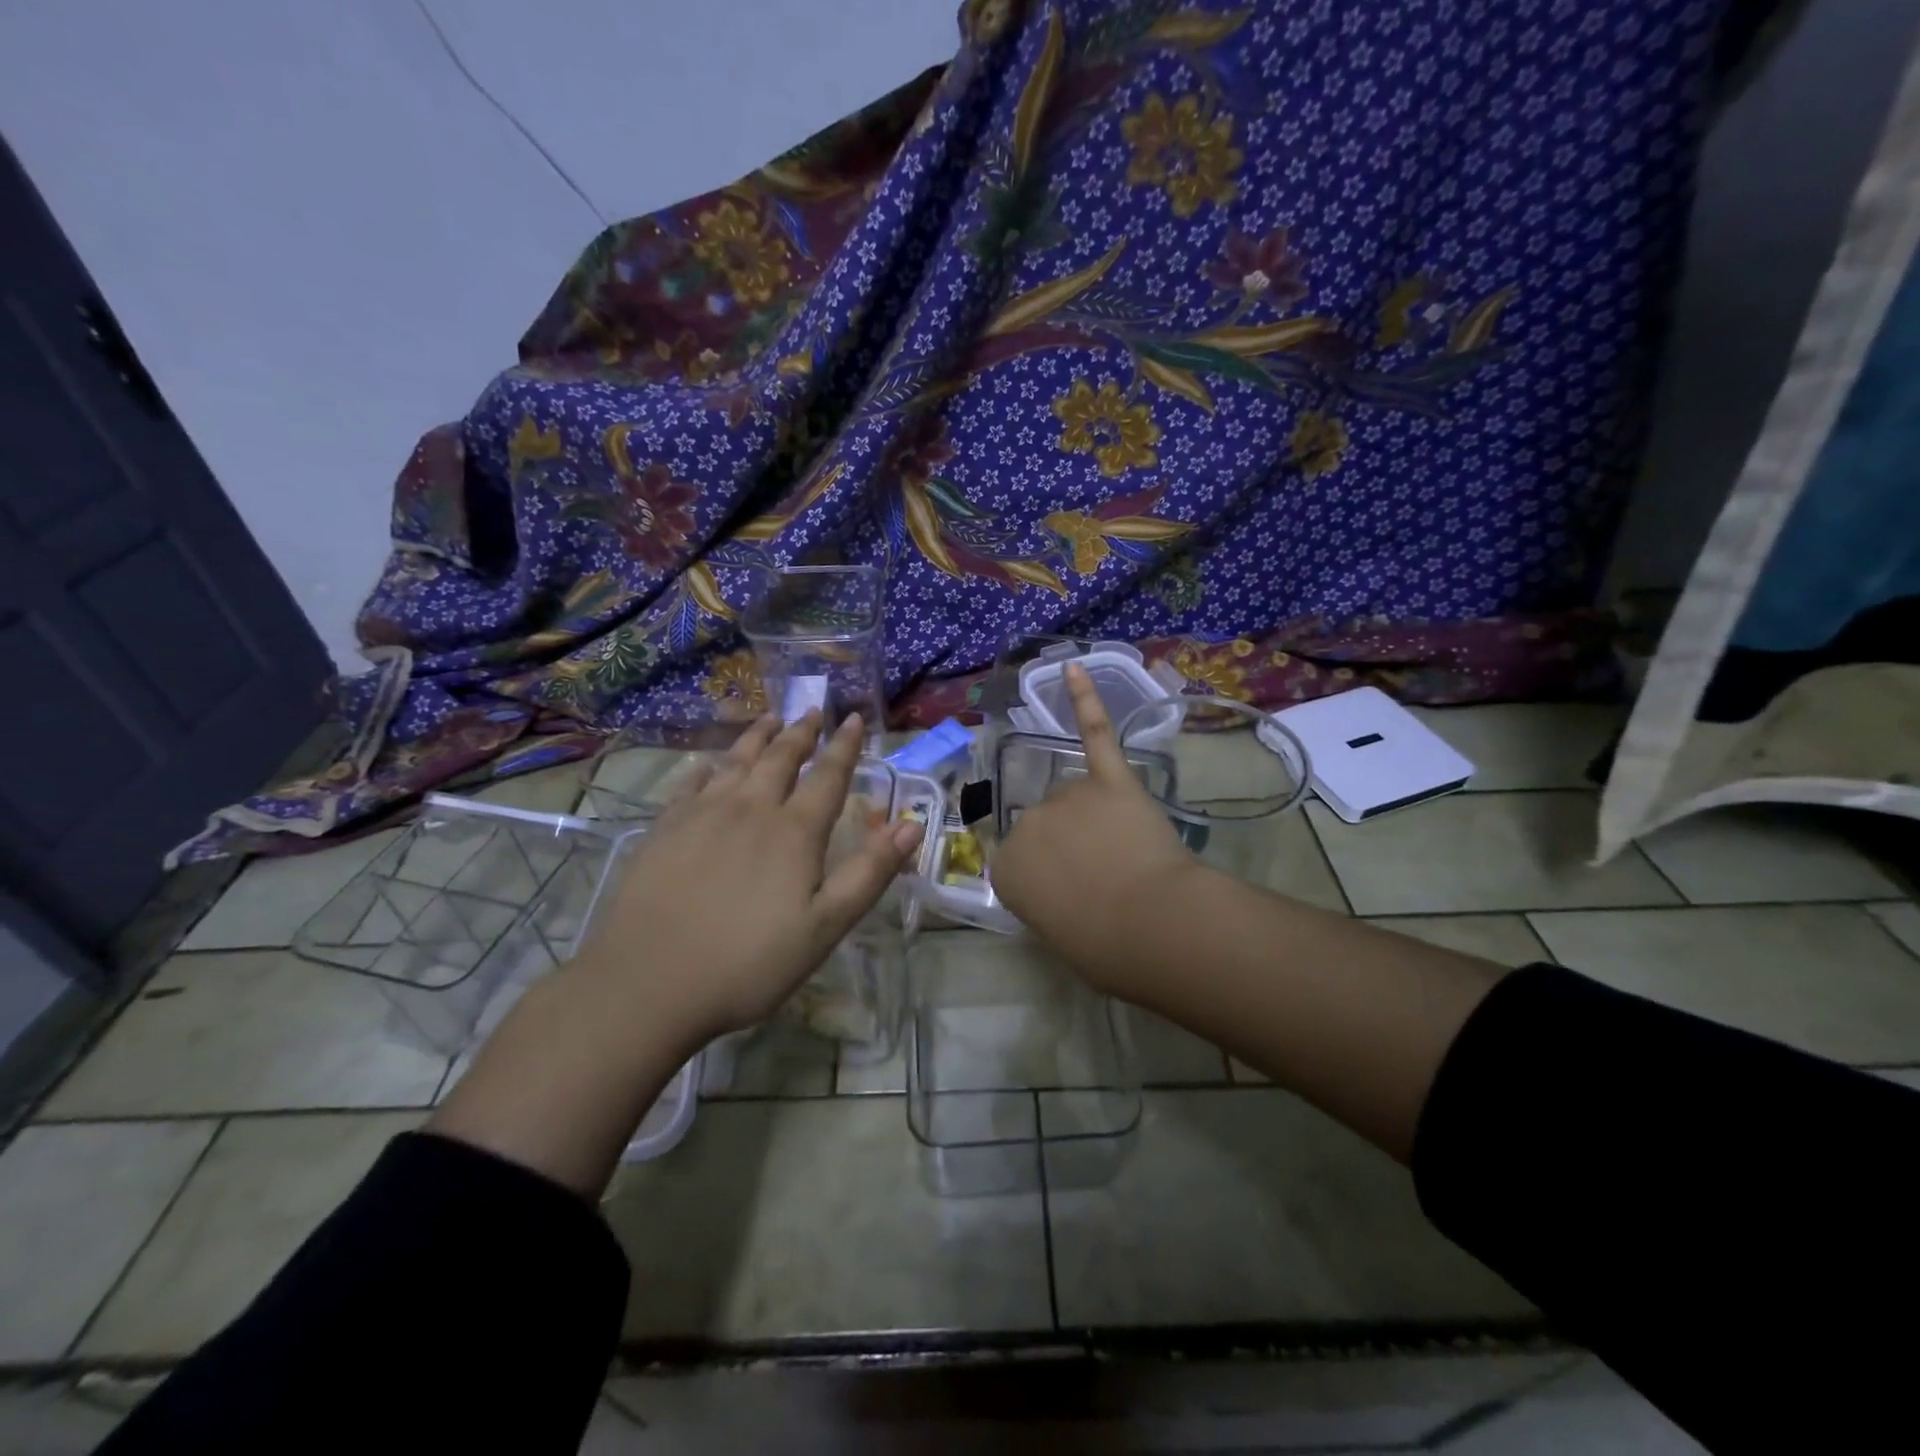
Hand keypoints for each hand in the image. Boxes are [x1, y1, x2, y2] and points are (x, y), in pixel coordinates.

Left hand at [570, 711, 922, 1046]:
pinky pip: (692, 783)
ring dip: (758, 737)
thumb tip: (911, 824)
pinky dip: (709, 766)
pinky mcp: (665, 829)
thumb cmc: (748, 963)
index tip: (855, 718)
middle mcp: (750, 809)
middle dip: (802, 732)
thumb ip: (869, 872)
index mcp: (794, 831)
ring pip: (736, 761)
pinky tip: (710, 764)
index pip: (828, 776)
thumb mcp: (825, 927)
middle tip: (813, 710)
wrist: (648, 983)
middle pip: (781, 758)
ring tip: (770, 719)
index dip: (845, 746)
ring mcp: (702, 815)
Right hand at [991, 662, 1207, 991]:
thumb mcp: (1056, 932)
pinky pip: (1093, 734)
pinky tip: (1074, 668)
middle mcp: (1026, 823)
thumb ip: (1049, 898)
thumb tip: (1068, 885)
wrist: (1148, 925)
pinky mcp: (1108, 778)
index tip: (1077, 899)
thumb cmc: (1100, 946)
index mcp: (1005, 868)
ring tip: (1126, 852)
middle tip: (1107, 879)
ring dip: (1096, 819)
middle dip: (1074, 847)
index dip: (1054, 881)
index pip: (1022, 863)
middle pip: (1048, 825)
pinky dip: (1085, 700)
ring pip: (1077, 797)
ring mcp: (1066, 796)